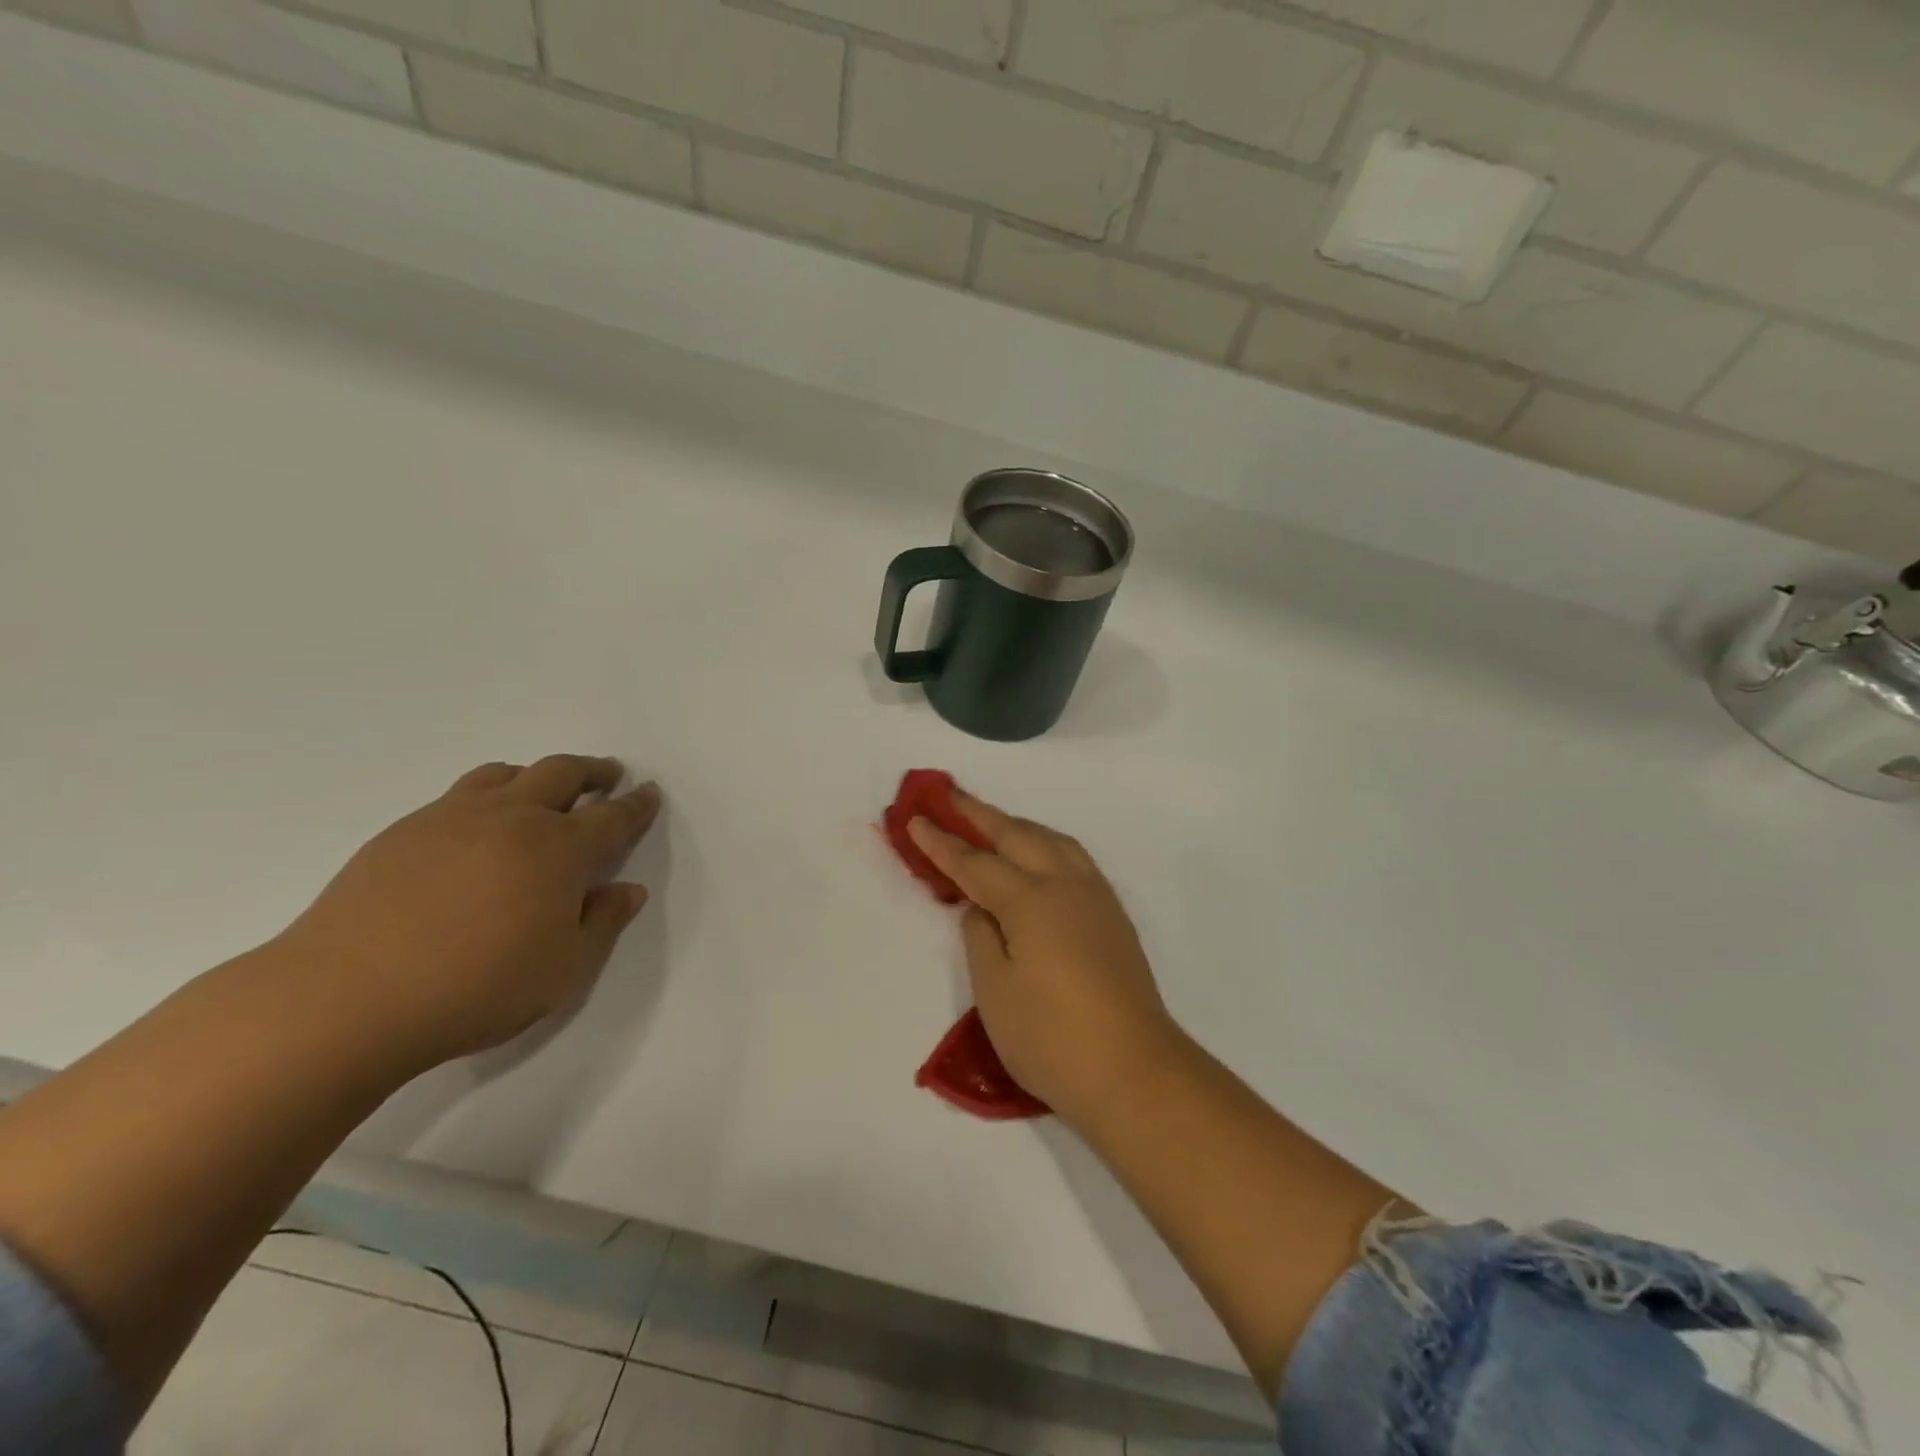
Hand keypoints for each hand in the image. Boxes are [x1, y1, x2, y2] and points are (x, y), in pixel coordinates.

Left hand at [275, 756, 661, 1066]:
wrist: (345, 999)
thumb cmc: (475, 989)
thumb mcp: (563, 971)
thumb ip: (603, 925)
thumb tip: (628, 890)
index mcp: (559, 849)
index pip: (612, 816)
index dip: (636, 805)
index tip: (649, 793)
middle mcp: (512, 818)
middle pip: (562, 773)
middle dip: (593, 771)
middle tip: (608, 774)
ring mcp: (453, 818)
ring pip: (506, 774)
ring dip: (537, 775)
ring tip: (544, 790)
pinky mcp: (404, 831)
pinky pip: (461, 794)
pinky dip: (489, 794)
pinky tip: (479, 827)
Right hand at [908, 793, 1181, 1129]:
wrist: (1134, 1072)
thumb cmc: (1052, 1038)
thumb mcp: (996, 992)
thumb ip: (981, 937)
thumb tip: (982, 907)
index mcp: (1031, 901)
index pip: (976, 863)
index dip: (942, 842)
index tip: (915, 818)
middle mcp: (1066, 886)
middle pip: (1017, 836)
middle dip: (980, 815)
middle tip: (950, 796)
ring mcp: (1095, 898)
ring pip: (1053, 841)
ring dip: (1019, 825)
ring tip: (993, 822)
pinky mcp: (1113, 916)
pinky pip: (1074, 858)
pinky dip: (1047, 844)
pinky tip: (1040, 856)